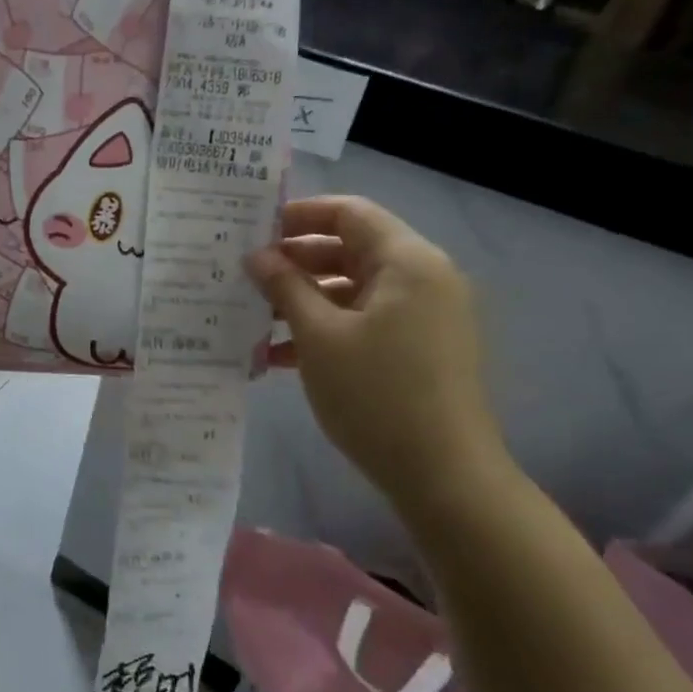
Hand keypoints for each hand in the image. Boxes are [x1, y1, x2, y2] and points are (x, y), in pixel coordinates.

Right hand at [246, 196, 505, 507]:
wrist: (446, 478)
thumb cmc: (378, 395)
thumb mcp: (319, 336)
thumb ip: (285, 287)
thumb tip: (257, 255)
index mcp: (407, 262)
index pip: (349, 212)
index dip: (298, 215)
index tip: (253, 230)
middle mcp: (423, 278)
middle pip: (351, 249)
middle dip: (296, 261)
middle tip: (246, 275)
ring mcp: (425, 316)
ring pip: (355, 288)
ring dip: (306, 299)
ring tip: (255, 317)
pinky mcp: (421, 348)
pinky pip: (367, 320)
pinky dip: (328, 328)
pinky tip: (282, 355)